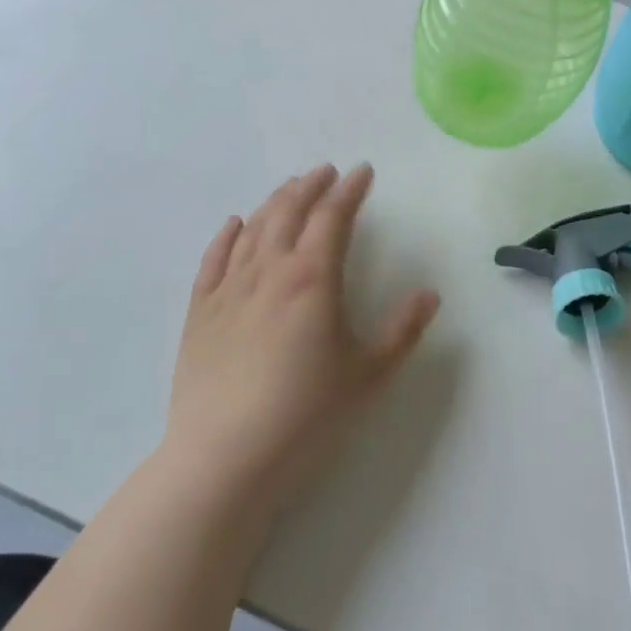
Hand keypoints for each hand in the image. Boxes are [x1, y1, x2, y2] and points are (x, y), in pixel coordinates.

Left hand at [164, 164, 439, 506]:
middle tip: (326, 172)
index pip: (333, 217)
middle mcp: (269, 270)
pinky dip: (227, 235)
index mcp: (312, 278)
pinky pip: (213, 259)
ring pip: (253, 228)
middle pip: (289, 211)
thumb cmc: (305, 415)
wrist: (223, 459)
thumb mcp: (367, 375)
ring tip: (290, 188)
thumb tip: (430, 294)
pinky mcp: (200, 312)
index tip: (362, 172)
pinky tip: (234, 224)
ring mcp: (229, 289)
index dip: (350, 190)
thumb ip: (402, 331)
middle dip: (311, 185)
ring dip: (274, 201)